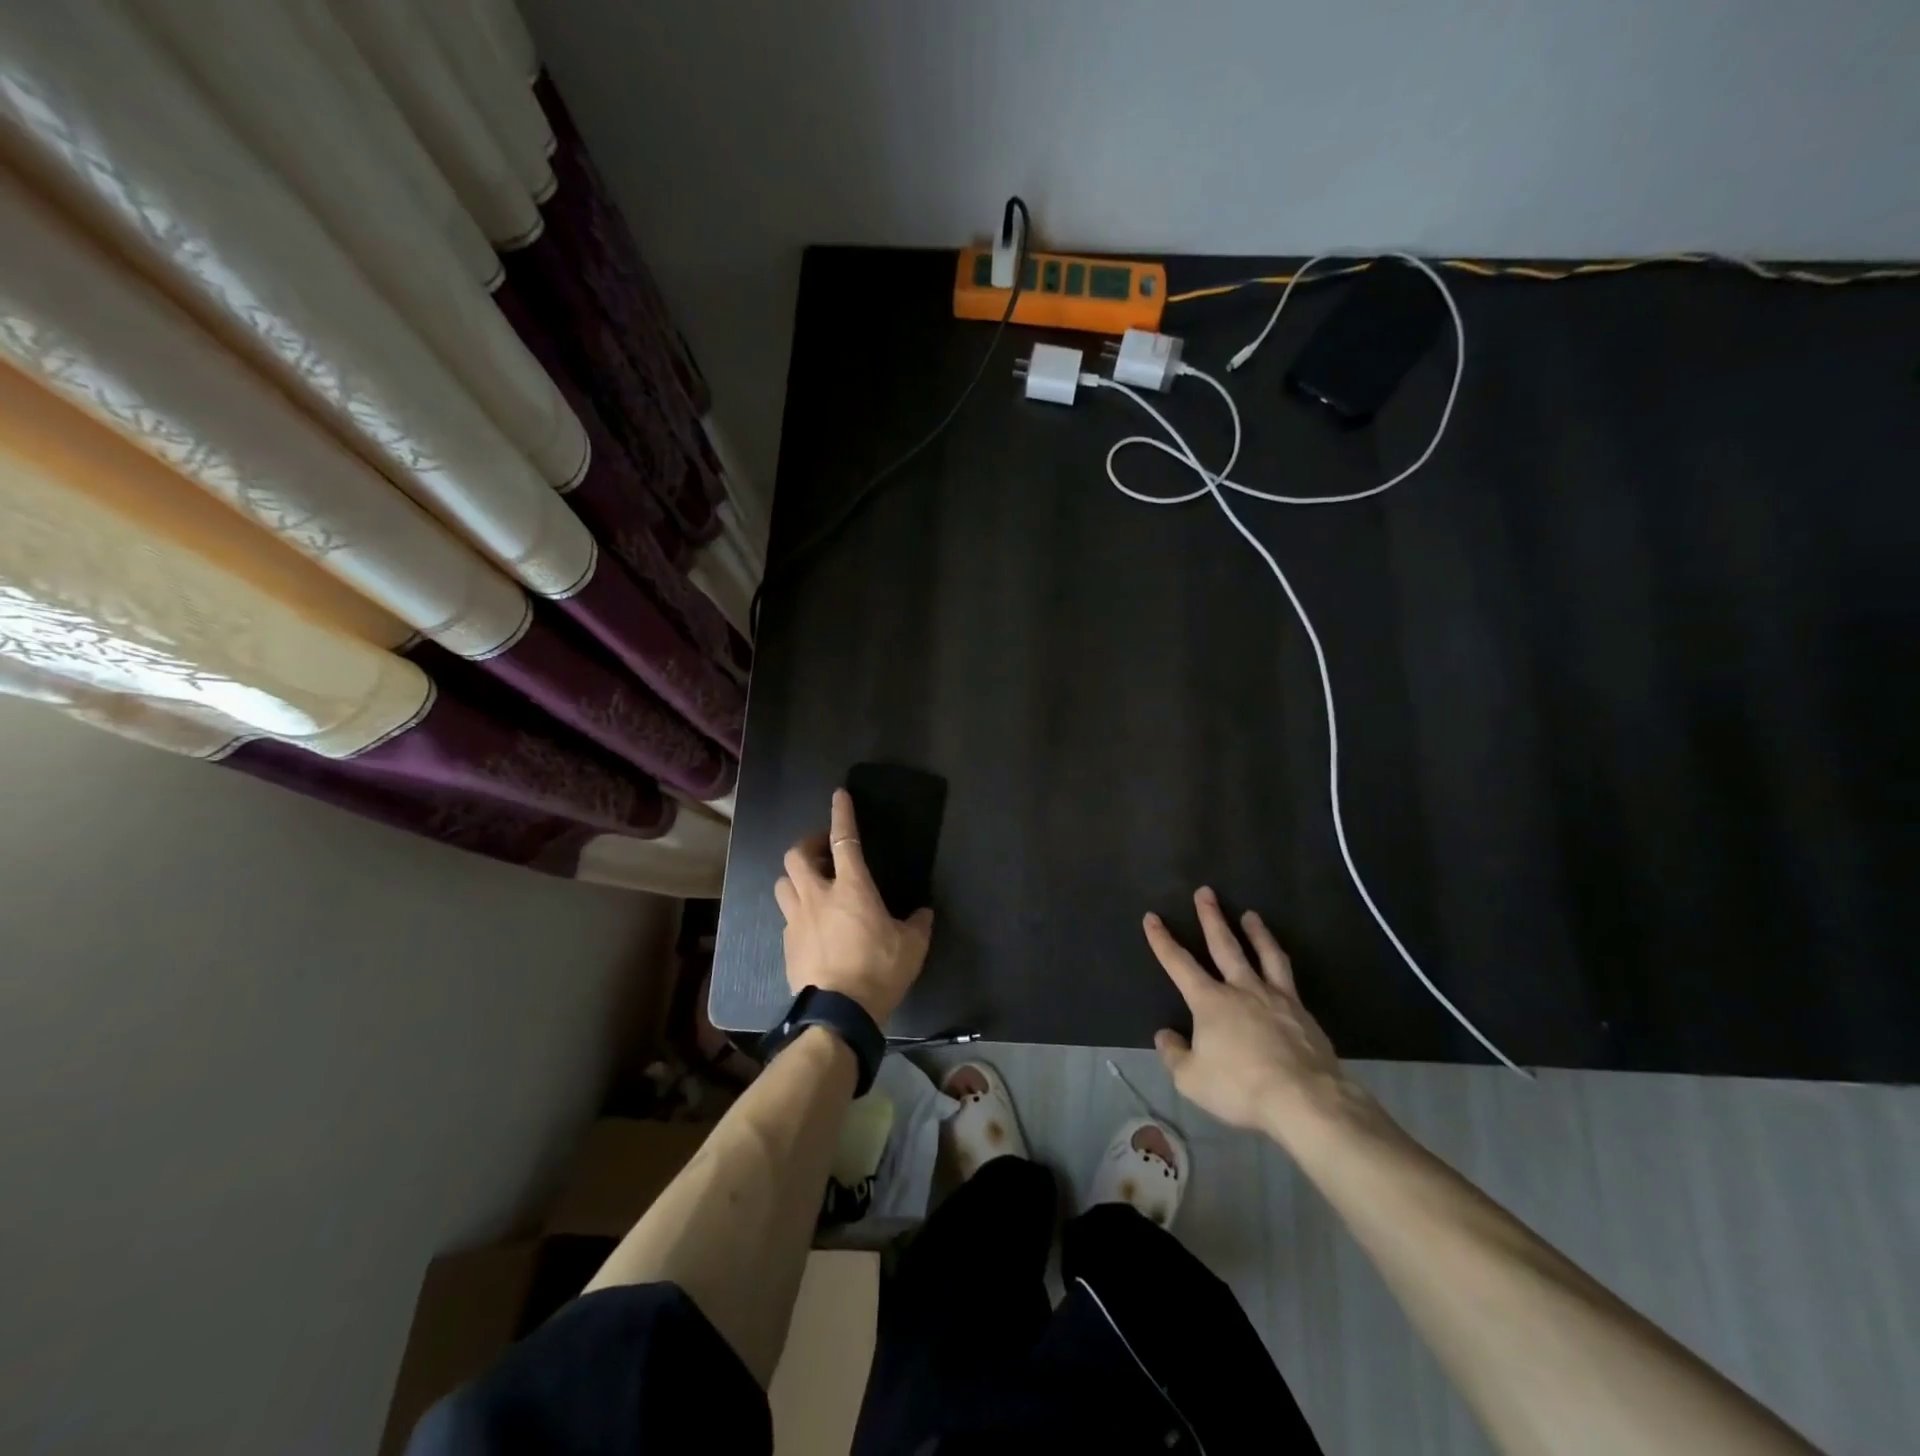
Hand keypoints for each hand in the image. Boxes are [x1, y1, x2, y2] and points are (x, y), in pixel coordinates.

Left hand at [774, 789, 933, 1024]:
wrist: (839, 1015)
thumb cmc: (879, 972)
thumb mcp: (912, 947)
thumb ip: (918, 923)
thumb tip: (922, 912)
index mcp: (852, 888)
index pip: (845, 839)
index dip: (842, 814)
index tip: (838, 795)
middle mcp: (818, 896)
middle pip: (797, 855)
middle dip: (808, 845)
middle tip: (824, 852)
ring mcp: (797, 920)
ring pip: (783, 883)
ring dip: (796, 877)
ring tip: (812, 885)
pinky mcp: (787, 944)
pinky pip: (787, 916)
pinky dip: (798, 911)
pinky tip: (812, 925)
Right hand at [1147, 887, 1374, 1148]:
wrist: (1304, 1099)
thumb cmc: (1240, 1087)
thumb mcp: (1192, 1079)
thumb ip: (1175, 1054)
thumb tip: (1165, 1035)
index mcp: (1210, 1001)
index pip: (1178, 964)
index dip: (1162, 940)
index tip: (1152, 917)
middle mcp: (1241, 989)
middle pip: (1224, 945)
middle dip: (1211, 917)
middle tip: (1206, 892)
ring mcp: (1276, 998)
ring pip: (1264, 954)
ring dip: (1255, 932)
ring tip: (1251, 915)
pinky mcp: (1303, 1013)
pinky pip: (1288, 978)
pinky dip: (1280, 964)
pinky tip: (1281, 966)